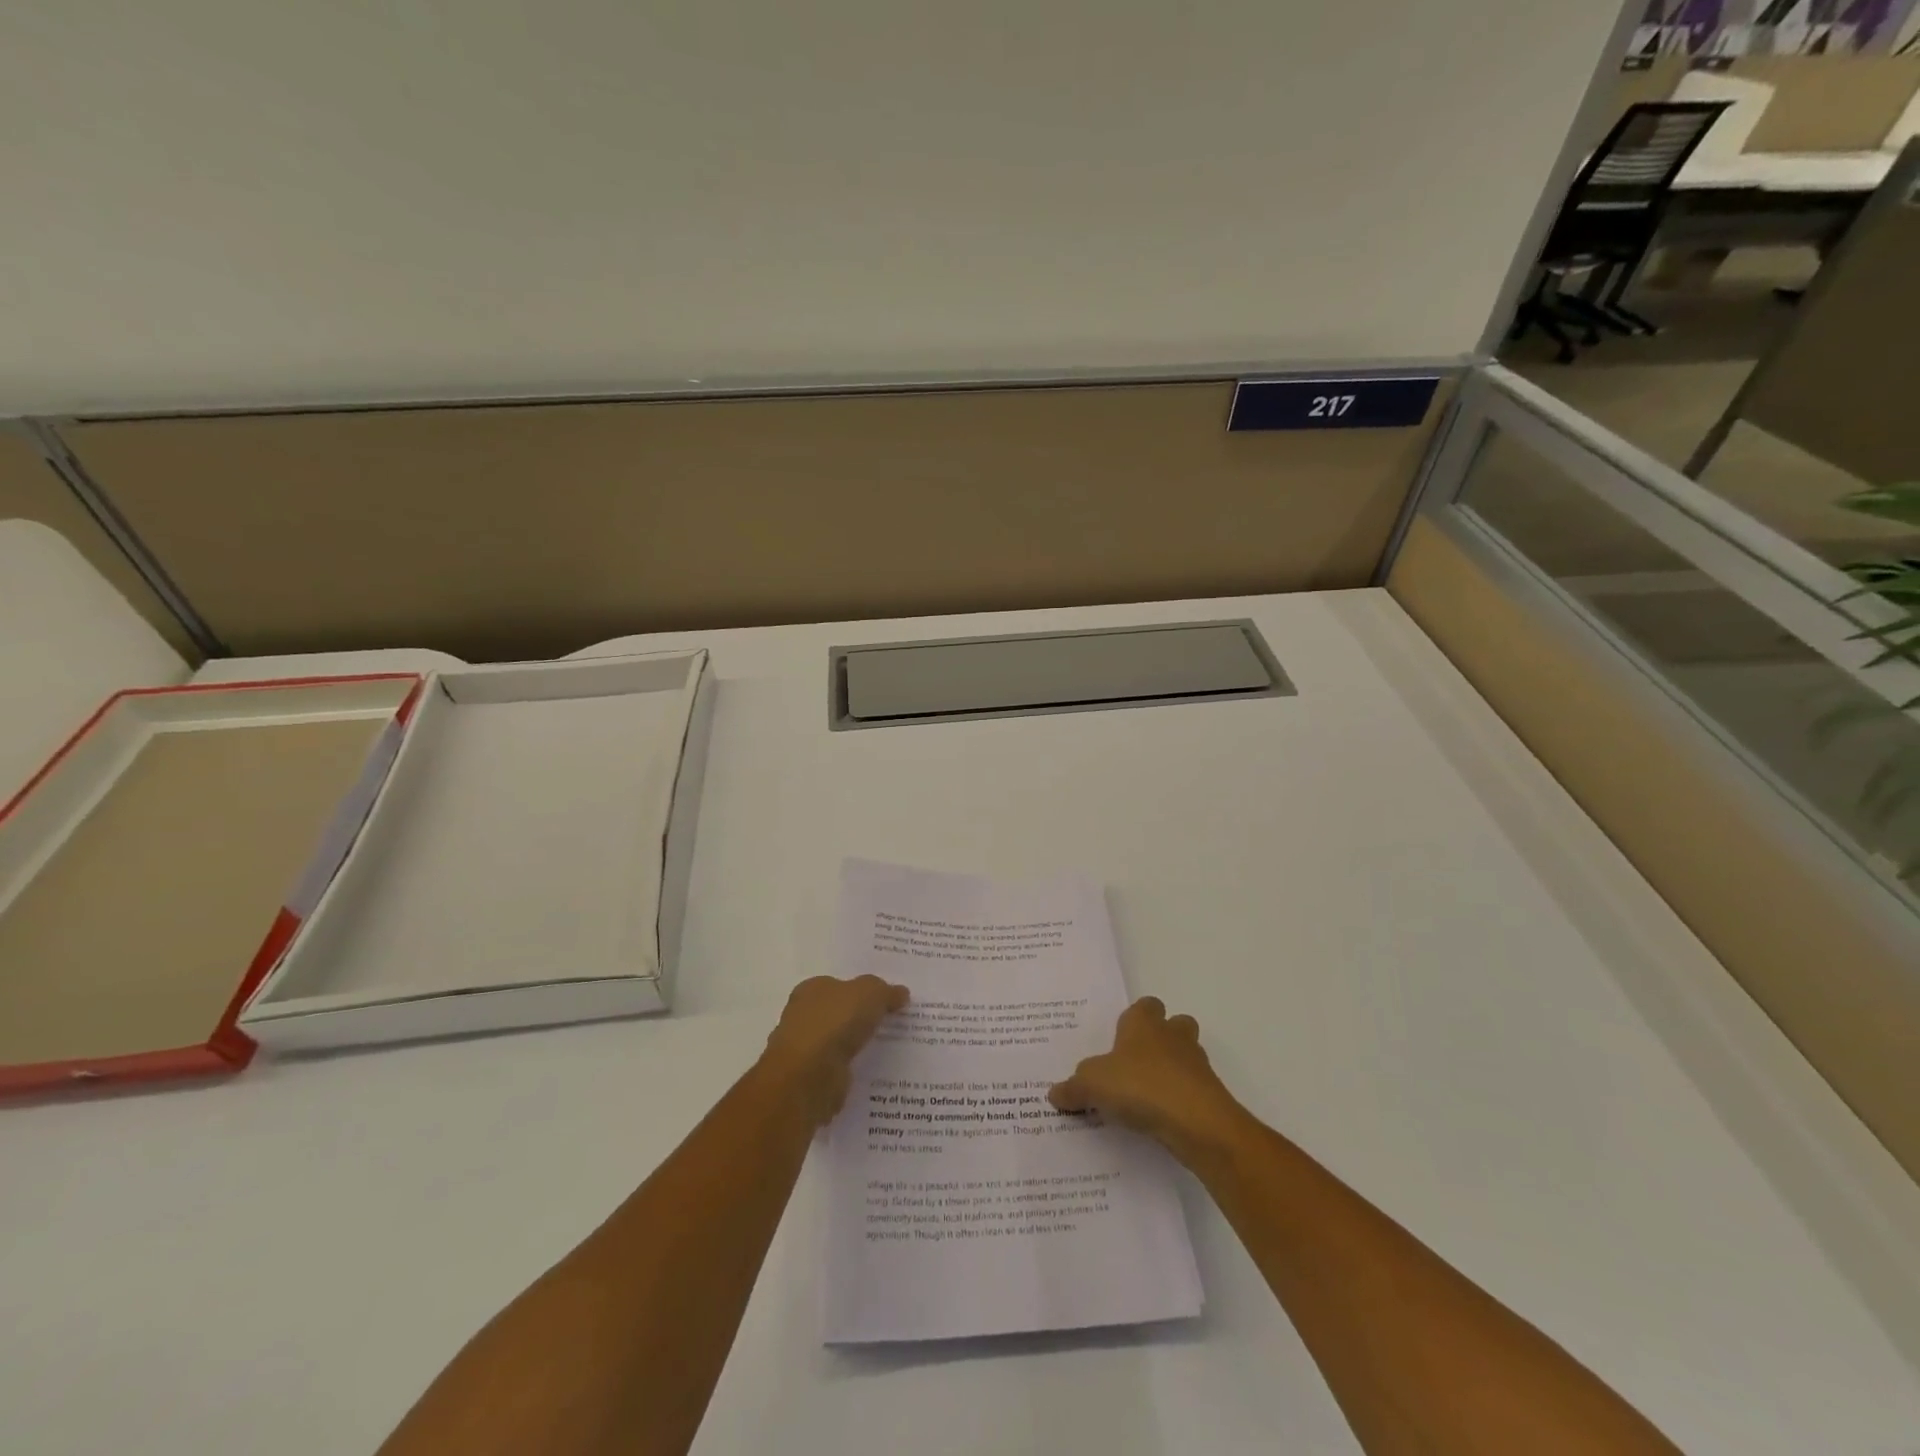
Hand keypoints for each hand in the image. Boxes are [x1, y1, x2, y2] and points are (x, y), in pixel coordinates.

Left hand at [761, 975, 908, 1125]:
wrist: (809, 1076)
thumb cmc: (835, 1022)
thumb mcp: (870, 993)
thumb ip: (886, 991)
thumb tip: (901, 993)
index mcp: (811, 989)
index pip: (838, 985)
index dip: (861, 991)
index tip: (885, 1000)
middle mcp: (803, 1016)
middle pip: (838, 1013)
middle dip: (860, 1018)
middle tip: (892, 1023)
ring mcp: (805, 1050)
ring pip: (838, 1043)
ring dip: (856, 1046)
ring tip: (889, 1049)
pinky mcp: (810, 1080)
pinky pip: (838, 1069)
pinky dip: (852, 1070)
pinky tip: (873, 1072)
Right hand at [1049, 997, 1245, 1165]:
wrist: (1197, 1122)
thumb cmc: (1141, 1086)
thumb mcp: (1092, 1085)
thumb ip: (1073, 1088)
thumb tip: (1054, 1093)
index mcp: (1144, 1023)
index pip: (1144, 1005)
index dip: (1133, 1019)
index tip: (1118, 1039)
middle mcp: (1173, 1035)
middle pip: (1174, 1024)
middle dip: (1161, 1039)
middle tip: (1135, 1064)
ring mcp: (1197, 1064)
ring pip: (1187, 1056)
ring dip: (1172, 1069)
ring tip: (1147, 1095)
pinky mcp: (1210, 1094)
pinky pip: (1193, 1089)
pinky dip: (1181, 1100)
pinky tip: (1161, 1120)